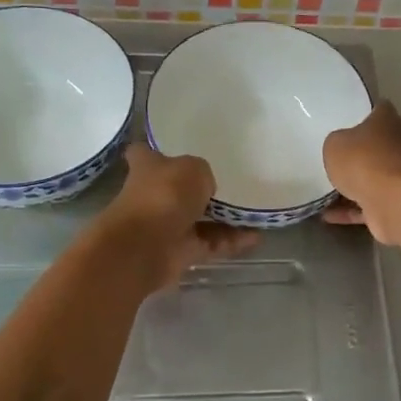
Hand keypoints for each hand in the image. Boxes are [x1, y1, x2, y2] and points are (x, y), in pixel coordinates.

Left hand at [102, 141, 257, 288]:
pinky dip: (232, 241)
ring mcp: (167, 225)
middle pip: (176, 189)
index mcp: (147, 168)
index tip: (173, 149)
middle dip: (198, 188)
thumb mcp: (193, 169)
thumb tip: (204, 186)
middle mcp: (153, 196)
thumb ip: (202, 173)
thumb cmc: (164, 195)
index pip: (143, 153)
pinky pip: (211, 243)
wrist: (146, 246)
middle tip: (231, 181)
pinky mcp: (181, 251)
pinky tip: (257, 235)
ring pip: (199, 219)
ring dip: (224, 218)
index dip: (155, 151)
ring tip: (254, 210)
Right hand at [323, 101, 400, 245]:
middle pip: (374, 145)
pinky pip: (365, 206)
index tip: (347, 116)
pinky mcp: (391, 204)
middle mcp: (396, 146)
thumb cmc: (363, 160)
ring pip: (370, 178)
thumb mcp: (335, 144)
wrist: (391, 202)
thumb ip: (336, 144)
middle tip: (330, 154)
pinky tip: (325, 215)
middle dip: (356, 152)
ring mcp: (396, 177)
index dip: (364, 111)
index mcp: (386, 122)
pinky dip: (348, 211)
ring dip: (351, 185)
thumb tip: (341, 151)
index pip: (378, 109)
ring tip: (323, 189)